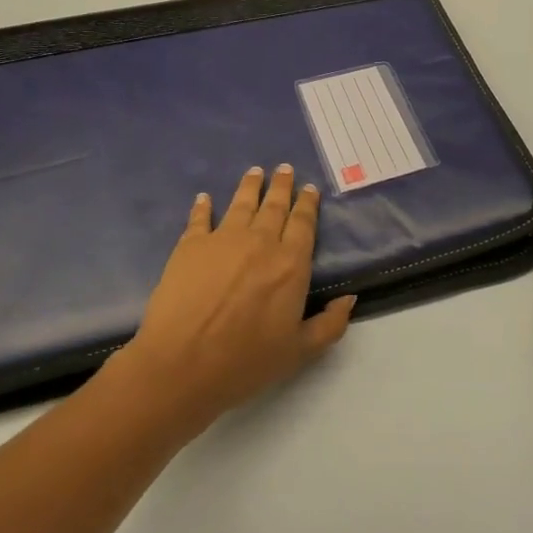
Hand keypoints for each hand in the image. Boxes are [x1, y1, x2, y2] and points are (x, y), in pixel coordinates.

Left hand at [111, 165, 354, 439]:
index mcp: (290, 264)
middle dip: (282, 186)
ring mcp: (223, 239)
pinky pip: (200, 218)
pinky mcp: (190, 245)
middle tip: (284, 169)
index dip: (307, 204)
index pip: (303, 224)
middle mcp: (260, 242)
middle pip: (274, 206)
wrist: (182, 363)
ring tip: (255, 171)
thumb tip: (350, 298)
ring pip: (241, 203)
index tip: (309, 189)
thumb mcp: (300, 352)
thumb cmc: (245, 361)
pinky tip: (204, 197)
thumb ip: (330, 324)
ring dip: (250, 186)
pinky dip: (203, 206)